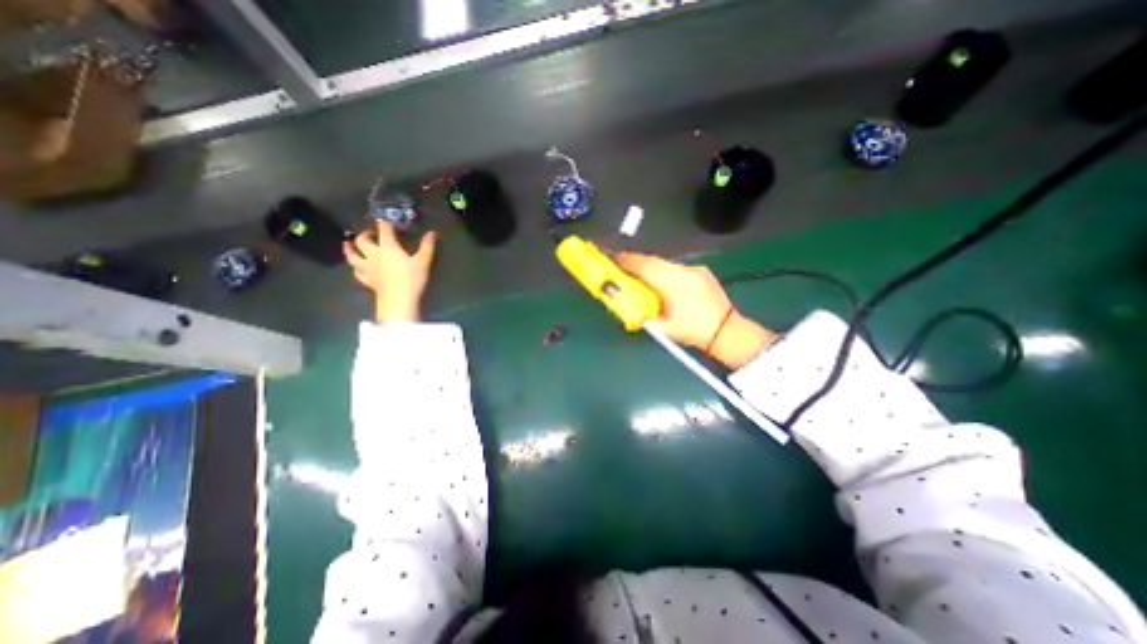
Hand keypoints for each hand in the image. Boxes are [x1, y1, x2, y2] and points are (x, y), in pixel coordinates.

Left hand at [343, 223, 436, 320]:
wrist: (399, 300)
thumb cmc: (412, 279)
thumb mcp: (423, 261)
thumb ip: (427, 246)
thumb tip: (432, 233)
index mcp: (388, 247)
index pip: (384, 230)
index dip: (386, 224)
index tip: (389, 222)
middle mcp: (374, 254)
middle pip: (362, 240)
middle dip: (365, 233)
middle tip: (371, 233)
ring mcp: (367, 268)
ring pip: (352, 255)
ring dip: (349, 248)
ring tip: (347, 244)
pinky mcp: (367, 280)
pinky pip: (357, 272)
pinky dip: (356, 267)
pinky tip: (357, 267)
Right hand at [613, 255, 773, 370]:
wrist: (728, 332)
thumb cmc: (694, 332)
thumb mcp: (663, 327)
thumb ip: (643, 314)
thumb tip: (628, 304)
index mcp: (674, 283)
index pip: (645, 266)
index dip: (627, 261)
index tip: (613, 260)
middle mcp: (684, 271)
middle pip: (654, 261)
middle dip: (636, 262)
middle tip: (621, 267)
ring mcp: (695, 270)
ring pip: (665, 264)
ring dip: (650, 267)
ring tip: (639, 276)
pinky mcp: (701, 272)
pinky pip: (675, 268)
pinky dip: (663, 272)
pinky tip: (661, 282)